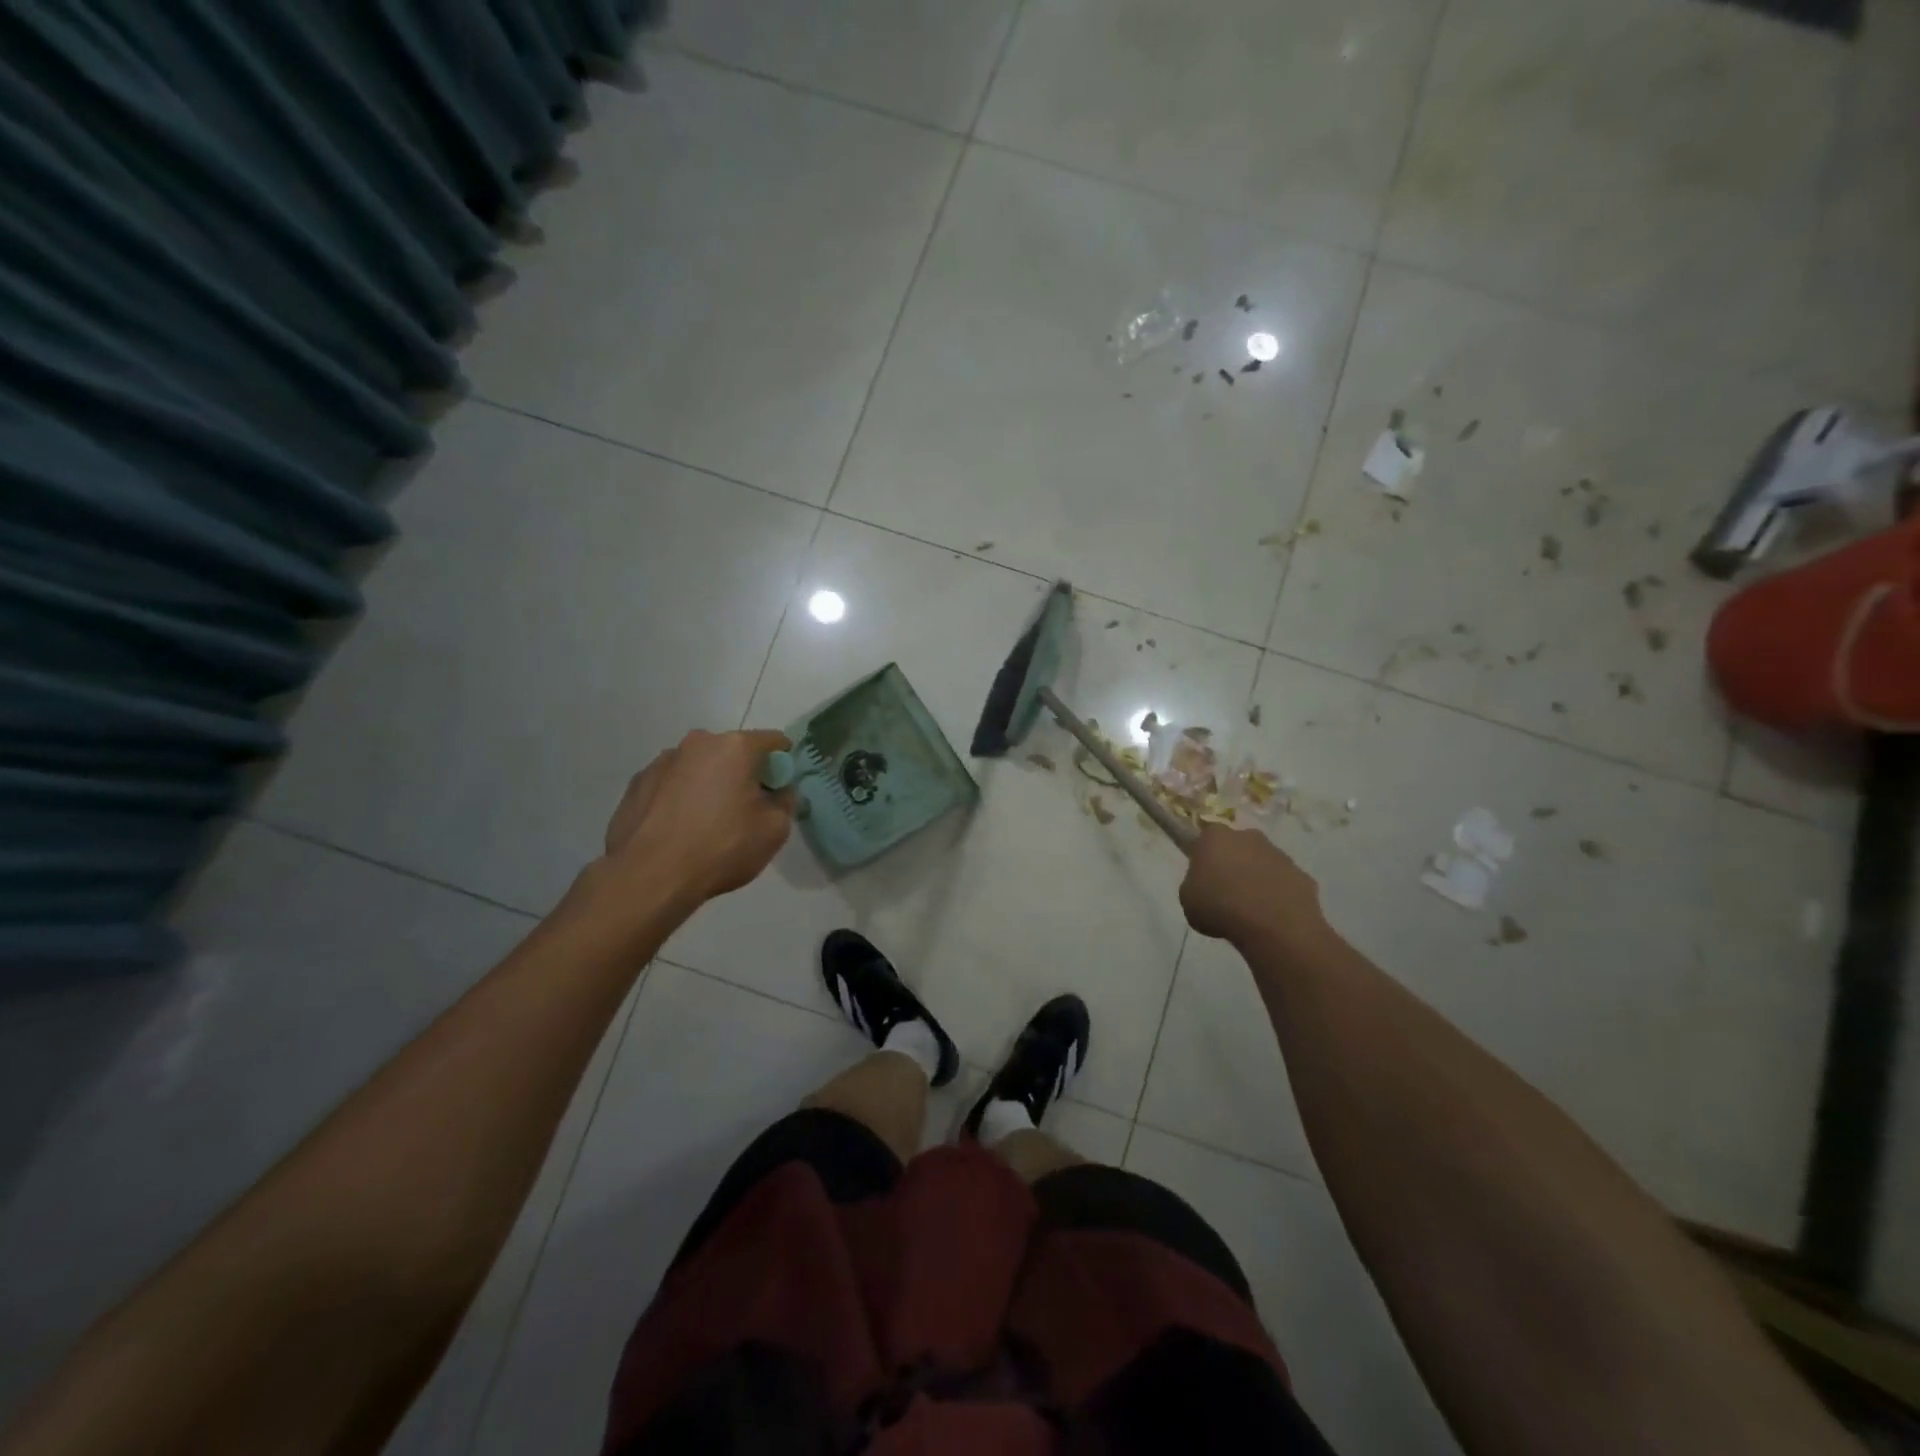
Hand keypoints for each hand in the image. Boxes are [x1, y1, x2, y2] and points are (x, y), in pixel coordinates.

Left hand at [601, 729, 796, 907]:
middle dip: (743, 773)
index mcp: (735, 747)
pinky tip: (679, 829)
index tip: (780, 790)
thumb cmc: (721, 847)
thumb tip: (779, 792)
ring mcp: (662, 761)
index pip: (774, 741)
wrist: (650, 876)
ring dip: (709, 784)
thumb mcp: (774, 830)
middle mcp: (698, 743)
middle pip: (733, 752)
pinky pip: (672, 784)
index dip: (783, 764)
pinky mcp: (637, 783)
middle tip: (745, 810)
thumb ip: (785, 802)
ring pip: (699, 767)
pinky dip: (681, 797)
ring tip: (706, 823)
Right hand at [1179, 822, 1323, 942]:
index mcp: (1215, 837)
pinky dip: (1278, 895)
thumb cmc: (1220, 907)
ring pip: (1263, 863)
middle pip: (1237, 846)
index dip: (1203, 857)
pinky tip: (1272, 916)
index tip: (1202, 876)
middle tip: (1226, 891)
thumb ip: (1194, 884)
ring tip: (1251, 909)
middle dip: (1233, 863)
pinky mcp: (1302, 875)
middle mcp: (1249, 837)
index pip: (1205, 838)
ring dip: (1257, 878)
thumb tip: (1205, 886)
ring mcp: (1279, 855)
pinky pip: (1284, 883)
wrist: (1273, 926)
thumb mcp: (1187, 899)